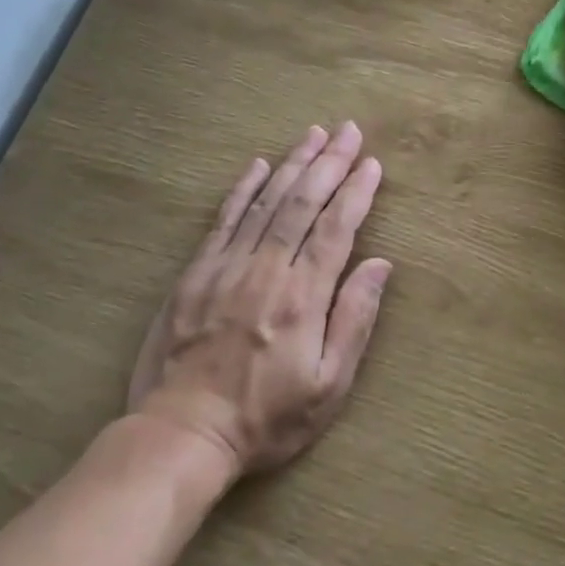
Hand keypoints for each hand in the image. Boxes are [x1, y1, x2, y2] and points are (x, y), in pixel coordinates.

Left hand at [128, 123, 391, 479]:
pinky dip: (243, 189)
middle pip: (303, 203)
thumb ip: (355, 320)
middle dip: (329, 163)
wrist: (183, 434)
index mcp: (303, 298)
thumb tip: (381, 265)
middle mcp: (266, 271)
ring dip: (293, 164)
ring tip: (314, 134)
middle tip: (349, 131)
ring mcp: (226, 268)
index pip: (336, 229)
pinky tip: (259, 165)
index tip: (372, 164)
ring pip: (266, 202)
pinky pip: (224, 220)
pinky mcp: (195, 274)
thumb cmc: (267, 418)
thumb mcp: (329, 386)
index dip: (356, 192)